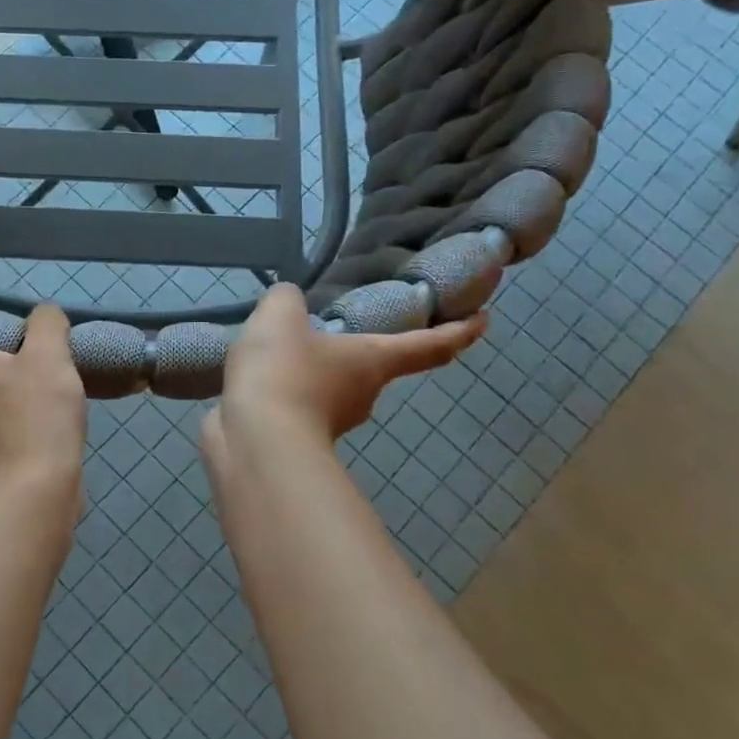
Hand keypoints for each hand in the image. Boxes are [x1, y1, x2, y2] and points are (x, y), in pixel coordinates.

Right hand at [213, 284, 486, 449]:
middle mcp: (365, 393)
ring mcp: (332, 421)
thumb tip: (288, 302)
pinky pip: (297, 403)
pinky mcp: (299, 437)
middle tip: (330, 324)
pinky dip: (284, 390)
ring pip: (330, 386)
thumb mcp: (281, 315)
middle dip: (357, 348)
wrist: (255, 439)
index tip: (483, 319)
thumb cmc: (284, 371)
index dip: (460, 331)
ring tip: (278, 349)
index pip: (430, 345)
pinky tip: (258, 378)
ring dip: (312, 370)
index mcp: (374, 359)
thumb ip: (288, 299)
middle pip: (374, 366)